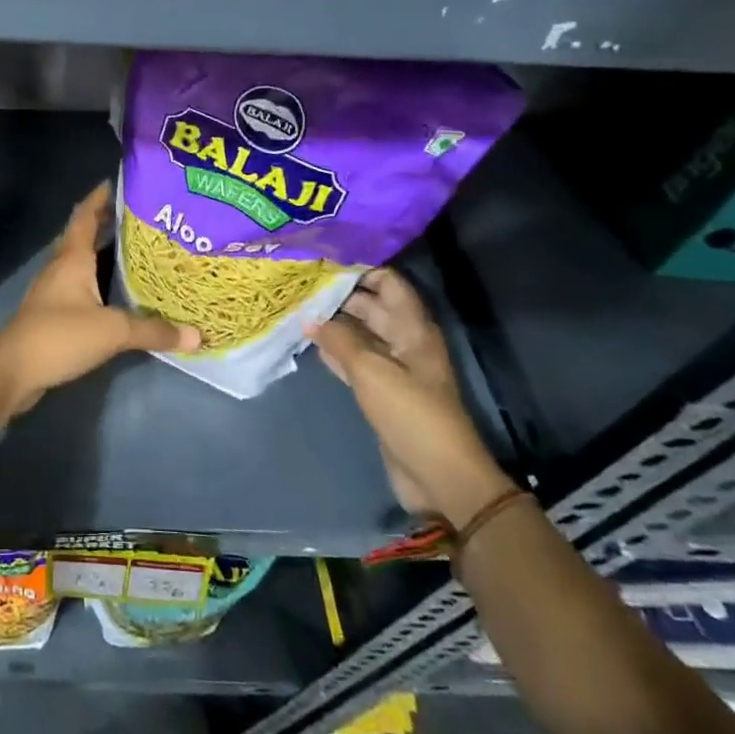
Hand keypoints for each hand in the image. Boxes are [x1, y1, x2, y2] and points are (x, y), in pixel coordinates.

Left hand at [0, 182, 198, 414]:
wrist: (12, 370)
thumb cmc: (60, 335)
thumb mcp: (113, 330)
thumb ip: (154, 330)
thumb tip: (197, 336)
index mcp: (72, 258)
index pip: (86, 216)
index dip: (101, 198)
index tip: (120, 183)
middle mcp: (61, 268)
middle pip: (85, 237)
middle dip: (109, 225)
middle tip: (144, 220)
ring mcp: (53, 291)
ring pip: (82, 264)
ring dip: (104, 257)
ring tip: (139, 254)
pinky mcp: (52, 315)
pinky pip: (80, 290)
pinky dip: (99, 285)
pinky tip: (118, 296)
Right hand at [306, 268, 512, 528]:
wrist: (438, 474)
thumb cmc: (411, 414)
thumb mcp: (372, 372)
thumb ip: (340, 341)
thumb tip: (310, 317)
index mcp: (414, 329)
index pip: (389, 284)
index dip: (360, 269)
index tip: (322, 259)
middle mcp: (405, 342)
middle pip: (373, 307)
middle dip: (340, 295)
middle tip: (299, 283)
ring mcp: (394, 368)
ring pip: (361, 334)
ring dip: (333, 323)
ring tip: (296, 307)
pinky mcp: (382, 391)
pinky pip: (355, 361)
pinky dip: (335, 351)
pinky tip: (308, 342)